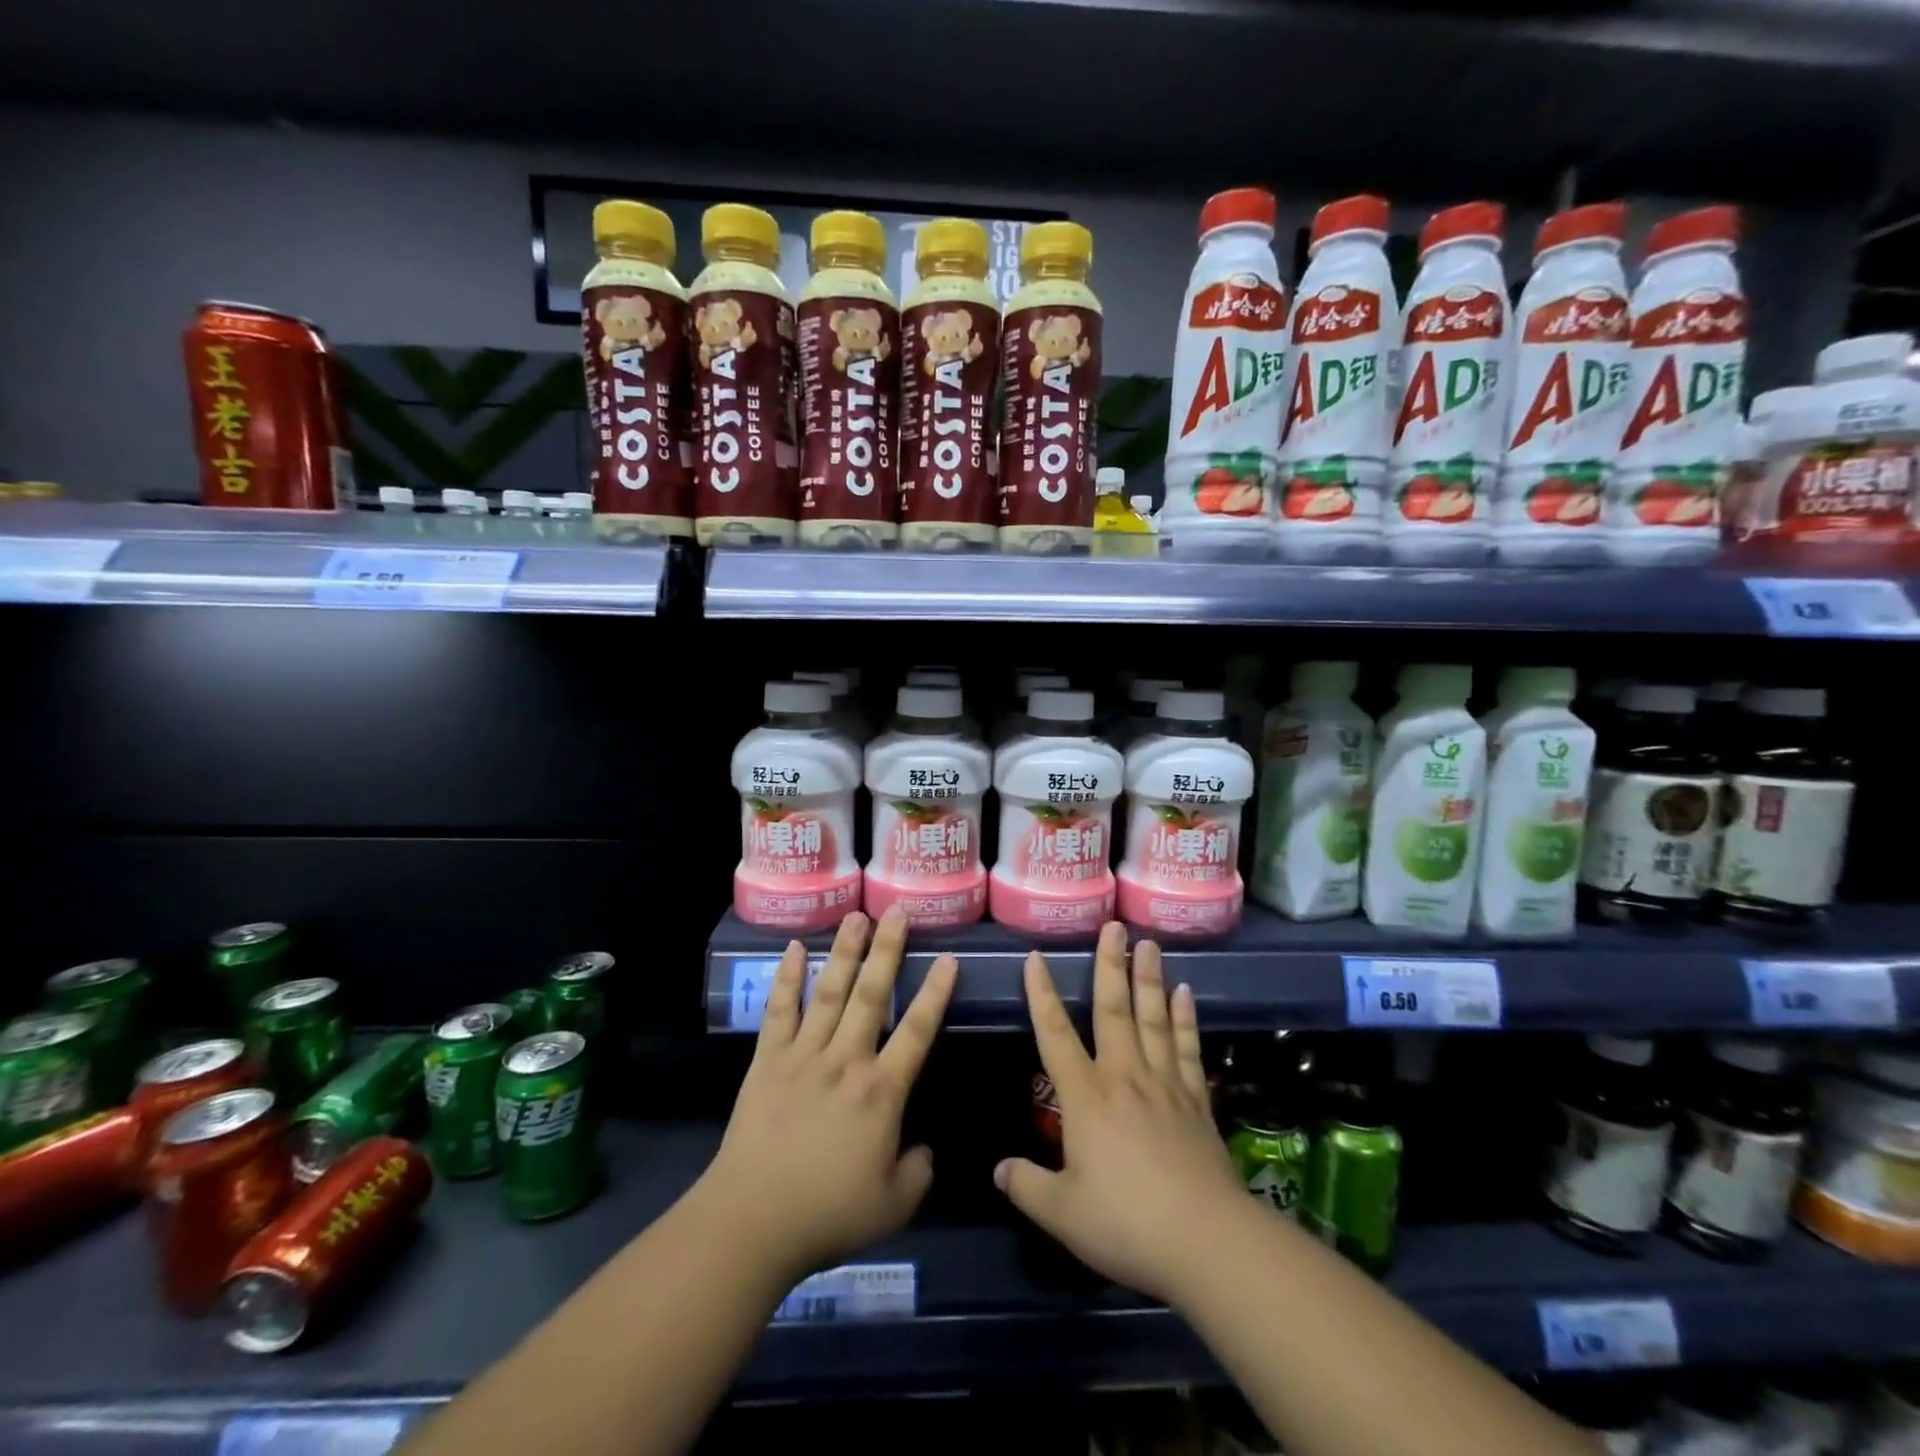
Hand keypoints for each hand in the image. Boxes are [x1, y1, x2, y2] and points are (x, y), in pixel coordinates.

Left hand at [700, 908, 956, 1284]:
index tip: (948, 958)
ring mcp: (804, 1055)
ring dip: (844, 951)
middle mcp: (846, 1060)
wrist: (752, 1221)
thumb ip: (918, 1171)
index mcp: (881, 1092)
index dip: (935, 994)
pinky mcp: (768, 1060)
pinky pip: (779, 1011)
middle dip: (887, 950)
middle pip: (872, 994)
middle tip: (897, 911)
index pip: (917, 1032)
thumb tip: (925, 1148)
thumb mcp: (894, 1207)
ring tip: (855, 916)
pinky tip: (793, 948)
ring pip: (829, 992)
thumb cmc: (827, 1214)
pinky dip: (786, 978)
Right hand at [994, 922, 1247, 1304]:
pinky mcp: (1196, 1101)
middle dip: (1109, 965)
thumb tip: (998, 1169)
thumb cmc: (1126, 1224)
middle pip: (1114, 1010)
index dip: (1042, 994)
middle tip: (1114, 925)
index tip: (1037, 957)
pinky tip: (1185, 993)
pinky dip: (1185, 1019)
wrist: (1205, 1241)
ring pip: (1154, 1019)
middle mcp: (1124, 1077)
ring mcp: (1164, 1085)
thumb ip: (1027, 1187)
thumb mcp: (1063, 1214)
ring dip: (1149, 978)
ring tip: (1148, 943)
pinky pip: (1187, 1048)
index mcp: (1086, 1097)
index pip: (1055, 1034)